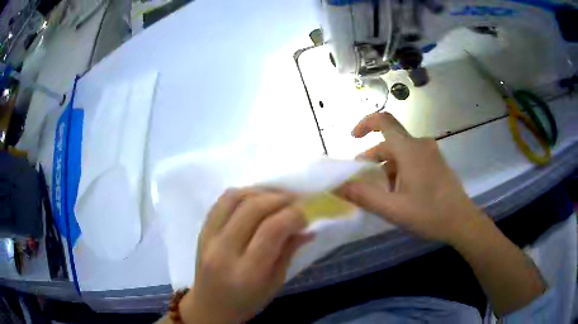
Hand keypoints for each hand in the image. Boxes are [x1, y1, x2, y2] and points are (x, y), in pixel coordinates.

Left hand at [181, 188, 311, 323]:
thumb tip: (308, 228)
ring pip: (234, 198)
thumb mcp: (275, 284)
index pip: (272, 229)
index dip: (294, 215)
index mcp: (247, 272)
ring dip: (260, 192)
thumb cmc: (246, 302)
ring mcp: (208, 238)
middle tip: (296, 201)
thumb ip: (289, 252)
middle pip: (253, 208)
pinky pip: (221, 201)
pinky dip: (242, 194)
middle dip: (280, 199)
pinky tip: (255, 200)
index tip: (306, 214)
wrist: (210, 306)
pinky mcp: (201, 230)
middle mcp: (224, 251)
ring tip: (276, 198)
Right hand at [337, 112, 483, 242]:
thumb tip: (336, 186)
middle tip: (362, 181)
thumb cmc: (429, 214)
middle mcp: (421, 145)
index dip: (365, 123)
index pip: (384, 121)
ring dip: (387, 168)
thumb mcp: (393, 209)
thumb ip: (363, 196)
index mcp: (410, 150)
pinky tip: (400, 193)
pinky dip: (400, 170)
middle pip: (390, 142)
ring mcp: (431, 153)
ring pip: (401, 153)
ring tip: (382, 194)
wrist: (462, 221)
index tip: (353, 137)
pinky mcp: (436, 163)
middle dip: (373, 159)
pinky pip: (412, 159)